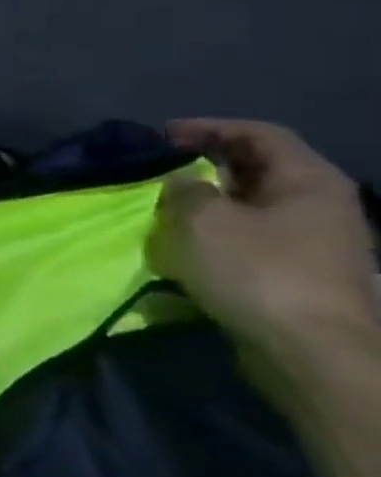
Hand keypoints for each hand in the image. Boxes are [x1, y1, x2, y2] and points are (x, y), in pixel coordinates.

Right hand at [148, 119, 377, 368]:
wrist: (312, 350)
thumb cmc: (258, 271)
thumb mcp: (204, 220)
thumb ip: (185, 190)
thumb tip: (182, 181)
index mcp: (309, 181)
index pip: (258, 134)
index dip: (208, 127)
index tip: (160, 135)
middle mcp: (321, 204)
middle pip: (258, 169)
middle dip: (205, 165)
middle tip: (156, 169)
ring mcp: (316, 241)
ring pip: (252, 205)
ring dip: (207, 201)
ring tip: (162, 207)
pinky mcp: (300, 272)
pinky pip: (252, 236)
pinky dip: (217, 232)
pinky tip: (186, 243)